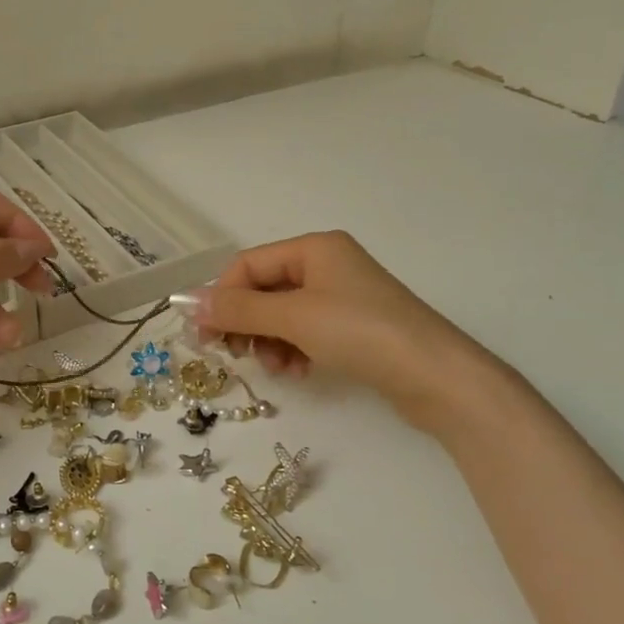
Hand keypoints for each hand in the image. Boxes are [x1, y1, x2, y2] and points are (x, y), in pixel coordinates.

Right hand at [181, 231, 492, 423]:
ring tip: (277, 368)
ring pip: (283, 315)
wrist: (435, 376)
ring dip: (269, 341)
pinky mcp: (354, 328)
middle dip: (247, 322)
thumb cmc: (361, 333)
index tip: (204, 336)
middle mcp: (327, 265)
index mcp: (314, 248)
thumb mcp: (293, 318)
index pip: (248, 265)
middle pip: (265, 290)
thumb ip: (239, 310)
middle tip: (235, 355)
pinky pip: (306, 332)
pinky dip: (294, 350)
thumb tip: (188, 303)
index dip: (222, 297)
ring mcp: (343, 297)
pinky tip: (298, 371)